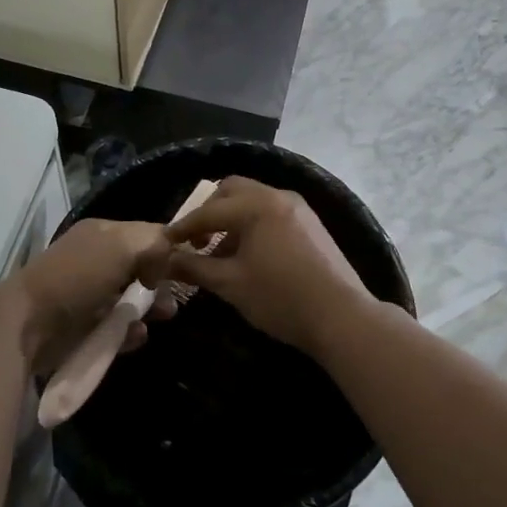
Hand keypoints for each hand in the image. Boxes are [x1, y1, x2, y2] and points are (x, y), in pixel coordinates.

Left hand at [3, 219, 172, 373]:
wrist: (28, 324)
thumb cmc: (77, 276)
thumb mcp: (122, 245)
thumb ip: (154, 244)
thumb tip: (166, 263)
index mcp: (103, 232)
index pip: (146, 233)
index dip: (169, 246)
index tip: (192, 262)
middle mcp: (97, 259)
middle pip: (141, 267)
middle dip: (162, 281)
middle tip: (176, 297)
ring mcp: (89, 294)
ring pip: (132, 299)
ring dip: (150, 307)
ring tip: (164, 316)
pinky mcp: (84, 327)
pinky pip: (118, 327)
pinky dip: (130, 332)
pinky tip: (137, 335)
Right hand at [165, 177, 376, 356]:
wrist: (341, 316)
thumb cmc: (281, 298)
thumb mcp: (231, 284)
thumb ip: (195, 268)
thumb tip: (166, 262)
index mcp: (257, 205)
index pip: (209, 211)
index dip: (183, 227)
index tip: (165, 242)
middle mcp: (277, 196)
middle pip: (232, 190)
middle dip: (209, 212)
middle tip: (196, 240)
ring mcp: (298, 208)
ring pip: (254, 200)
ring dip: (232, 218)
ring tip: (221, 253)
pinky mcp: (311, 223)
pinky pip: (271, 212)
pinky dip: (253, 224)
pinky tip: (249, 255)